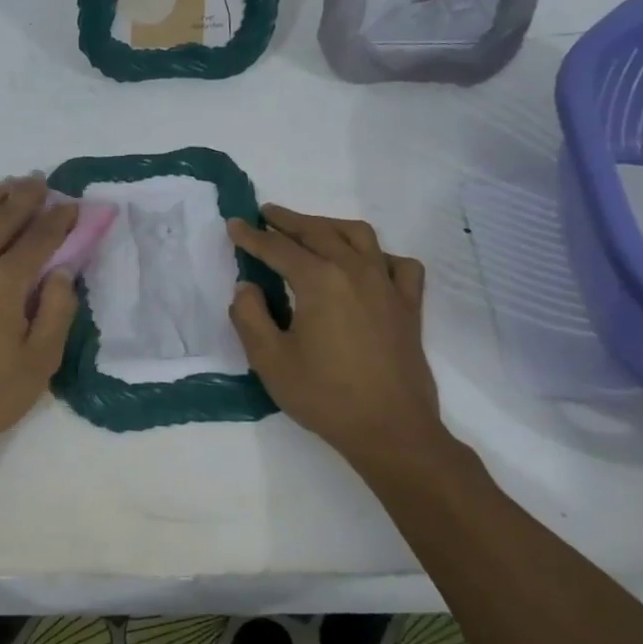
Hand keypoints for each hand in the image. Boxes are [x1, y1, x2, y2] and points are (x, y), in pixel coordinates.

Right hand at [227, 205, 449, 466]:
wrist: (391, 429)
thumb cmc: (325, 396)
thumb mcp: (269, 360)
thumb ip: (250, 316)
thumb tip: (247, 287)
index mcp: (319, 281)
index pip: (278, 248)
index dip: (252, 236)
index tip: (234, 224)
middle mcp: (355, 271)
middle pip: (318, 232)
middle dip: (288, 220)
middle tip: (266, 213)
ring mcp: (387, 285)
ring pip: (358, 237)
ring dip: (329, 226)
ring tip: (310, 228)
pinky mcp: (408, 305)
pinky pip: (397, 264)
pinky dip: (377, 254)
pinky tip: (366, 263)